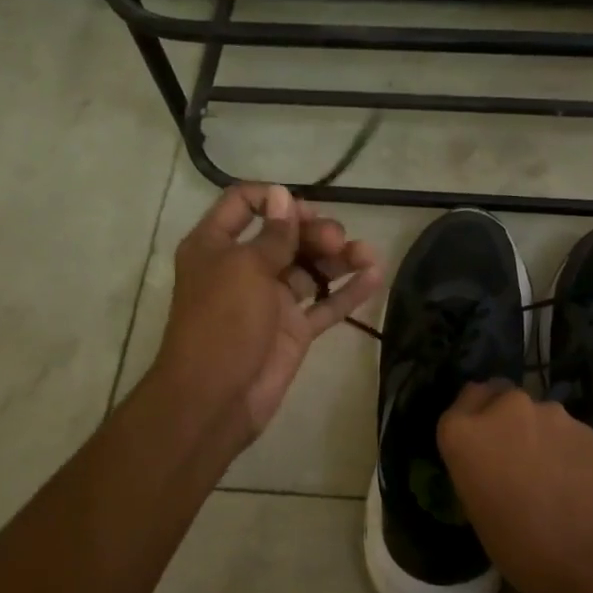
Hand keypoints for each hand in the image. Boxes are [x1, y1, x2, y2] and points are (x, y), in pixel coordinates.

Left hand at [149, 183, 382, 451]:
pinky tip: (376, 276)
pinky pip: (325, 304)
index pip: (243, 204)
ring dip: (340, 258)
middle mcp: (244, 268)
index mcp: (217, 246)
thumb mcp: (245, 269)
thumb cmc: (222, 323)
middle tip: (336, 240)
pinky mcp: (294, 329)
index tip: (302, 208)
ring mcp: (272, 300)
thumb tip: (282, 194)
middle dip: (314, 232)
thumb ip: (273, 234)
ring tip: (368, 254)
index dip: (273, 199)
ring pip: (310, 269)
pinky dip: (348, 291)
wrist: (216, 398)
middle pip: (286, 236)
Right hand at [436, 380, 592, 592]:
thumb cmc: (518, 544)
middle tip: (512, 454)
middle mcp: (503, 408)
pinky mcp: (583, 424)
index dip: (472, 421)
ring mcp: (547, 412)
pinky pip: (564, 429)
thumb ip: (477, 466)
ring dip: (536, 431)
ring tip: (548, 470)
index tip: (479, 445)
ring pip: (535, 412)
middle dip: (503, 417)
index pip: (462, 402)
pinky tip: (573, 476)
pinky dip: (564, 444)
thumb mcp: (475, 507)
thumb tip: (492, 461)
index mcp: (463, 431)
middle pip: (498, 395)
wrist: (590, 553)